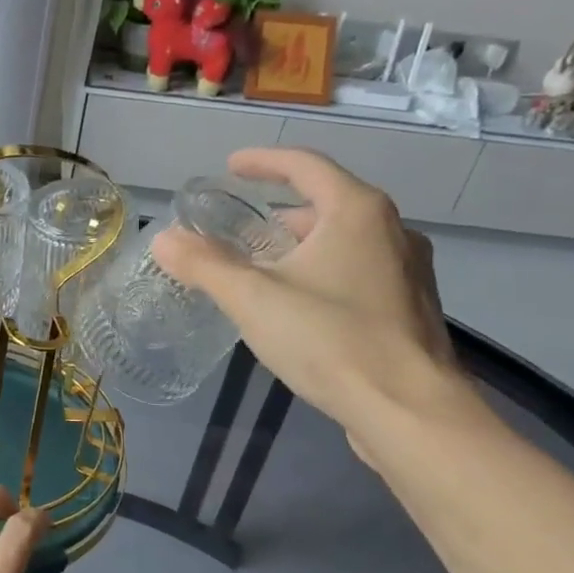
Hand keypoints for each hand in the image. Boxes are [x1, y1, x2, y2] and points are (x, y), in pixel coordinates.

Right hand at [151, 148, 463, 437]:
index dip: (263, 162)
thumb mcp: (252, 299)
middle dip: (280, 213)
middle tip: (240, 233)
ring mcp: (408, 270)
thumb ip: (204, 265)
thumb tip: (163, 239)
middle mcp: (392, 230)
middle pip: (327, 203)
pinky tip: (300, 307)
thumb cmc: (330, 340)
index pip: (305, 165)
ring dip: (302, 246)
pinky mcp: (409, 307)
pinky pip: (358, 271)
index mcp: (357, 212)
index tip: (230, 167)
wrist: (408, 411)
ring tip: (264, 271)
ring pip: (345, 240)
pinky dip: (324, 272)